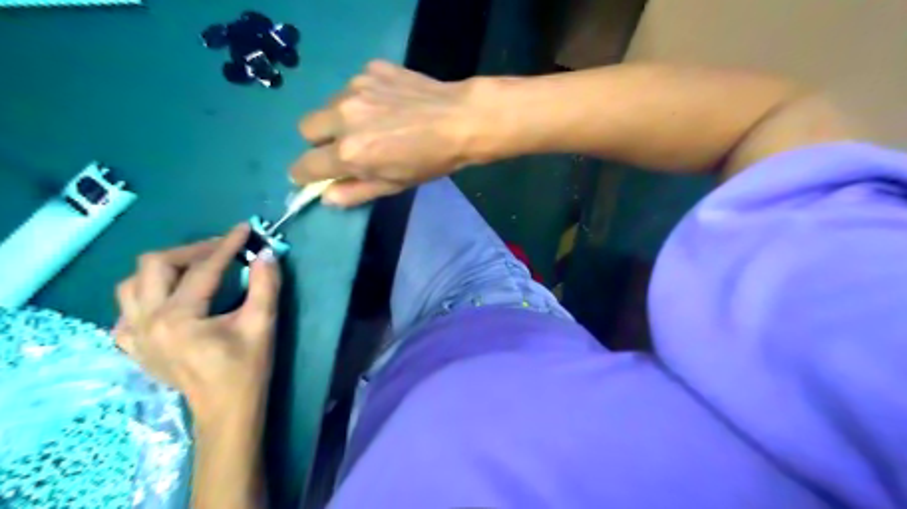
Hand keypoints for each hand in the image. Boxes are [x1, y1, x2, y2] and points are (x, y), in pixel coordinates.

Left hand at [116, 224, 280, 423]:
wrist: (226, 410)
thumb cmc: (247, 368)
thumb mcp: (262, 324)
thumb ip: (265, 285)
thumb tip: (266, 252)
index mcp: (178, 318)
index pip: (202, 269)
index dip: (226, 245)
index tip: (245, 228)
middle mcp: (145, 322)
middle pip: (155, 265)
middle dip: (192, 250)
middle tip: (222, 250)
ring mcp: (133, 335)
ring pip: (133, 283)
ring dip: (165, 268)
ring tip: (196, 268)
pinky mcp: (133, 345)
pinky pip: (127, 308)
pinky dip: (147, 293)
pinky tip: (170, 297)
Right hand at [290, 60, 493, 207]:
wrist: (461, 120)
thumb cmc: (430, 161)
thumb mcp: (394, 185)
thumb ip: (355, 193)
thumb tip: (326, 197)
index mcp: (349, 153)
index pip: (304, 166)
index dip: (304, 174)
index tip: (312, 175)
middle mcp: (344, 117)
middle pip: (306, 129)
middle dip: (319, 142)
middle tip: (345, 147)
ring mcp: (355, 87)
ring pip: (328, 105)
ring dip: (340, 118)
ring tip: (373, 123)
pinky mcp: (370, 69)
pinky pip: (352, 86)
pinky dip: (362, 98)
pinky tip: (388, 104)